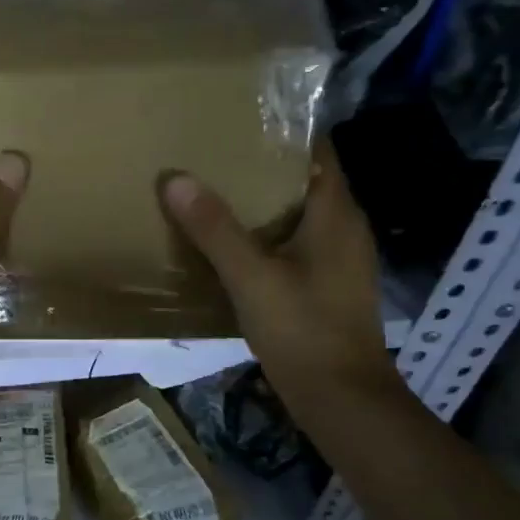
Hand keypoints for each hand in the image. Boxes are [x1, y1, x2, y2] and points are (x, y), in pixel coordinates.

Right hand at [162, 139, 400, 413]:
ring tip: (213, 192)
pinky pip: (294, 244)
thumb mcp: (251, 277)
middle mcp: (344, 228)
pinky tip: (231, 246)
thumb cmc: (303, 330)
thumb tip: (175, 178)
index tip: (238, 120)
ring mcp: (337, 259)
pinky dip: (265, 236)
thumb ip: (214, 229)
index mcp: (336, 213)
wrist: (341, 399)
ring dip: (261, 203)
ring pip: (297, 215)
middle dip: (261, 166)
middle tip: (212, 154)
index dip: (282, 130)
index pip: (317, 150)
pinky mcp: (326, 286)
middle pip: (304, 180)